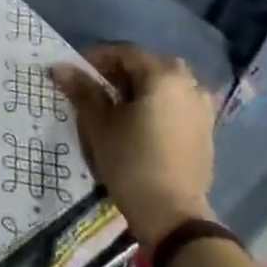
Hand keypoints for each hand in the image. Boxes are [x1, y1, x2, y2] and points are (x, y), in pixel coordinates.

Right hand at [50, 44, 217, 246]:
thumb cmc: (130, 160)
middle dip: (119, 74)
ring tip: (117, 107)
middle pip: (147, 67)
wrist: (171, 213)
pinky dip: (158, 105)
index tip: (75, 75)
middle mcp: (189, 84)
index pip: (124, 53)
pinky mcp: (206, 130)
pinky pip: (177, 104)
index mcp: (163, 75)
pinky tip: (140, 124)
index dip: (96, 60)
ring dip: (140, 89)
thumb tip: (59, 67)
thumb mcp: (99, 123)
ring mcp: (202, 108)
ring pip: (164, 85)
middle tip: (94, 90)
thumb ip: (82, 90)